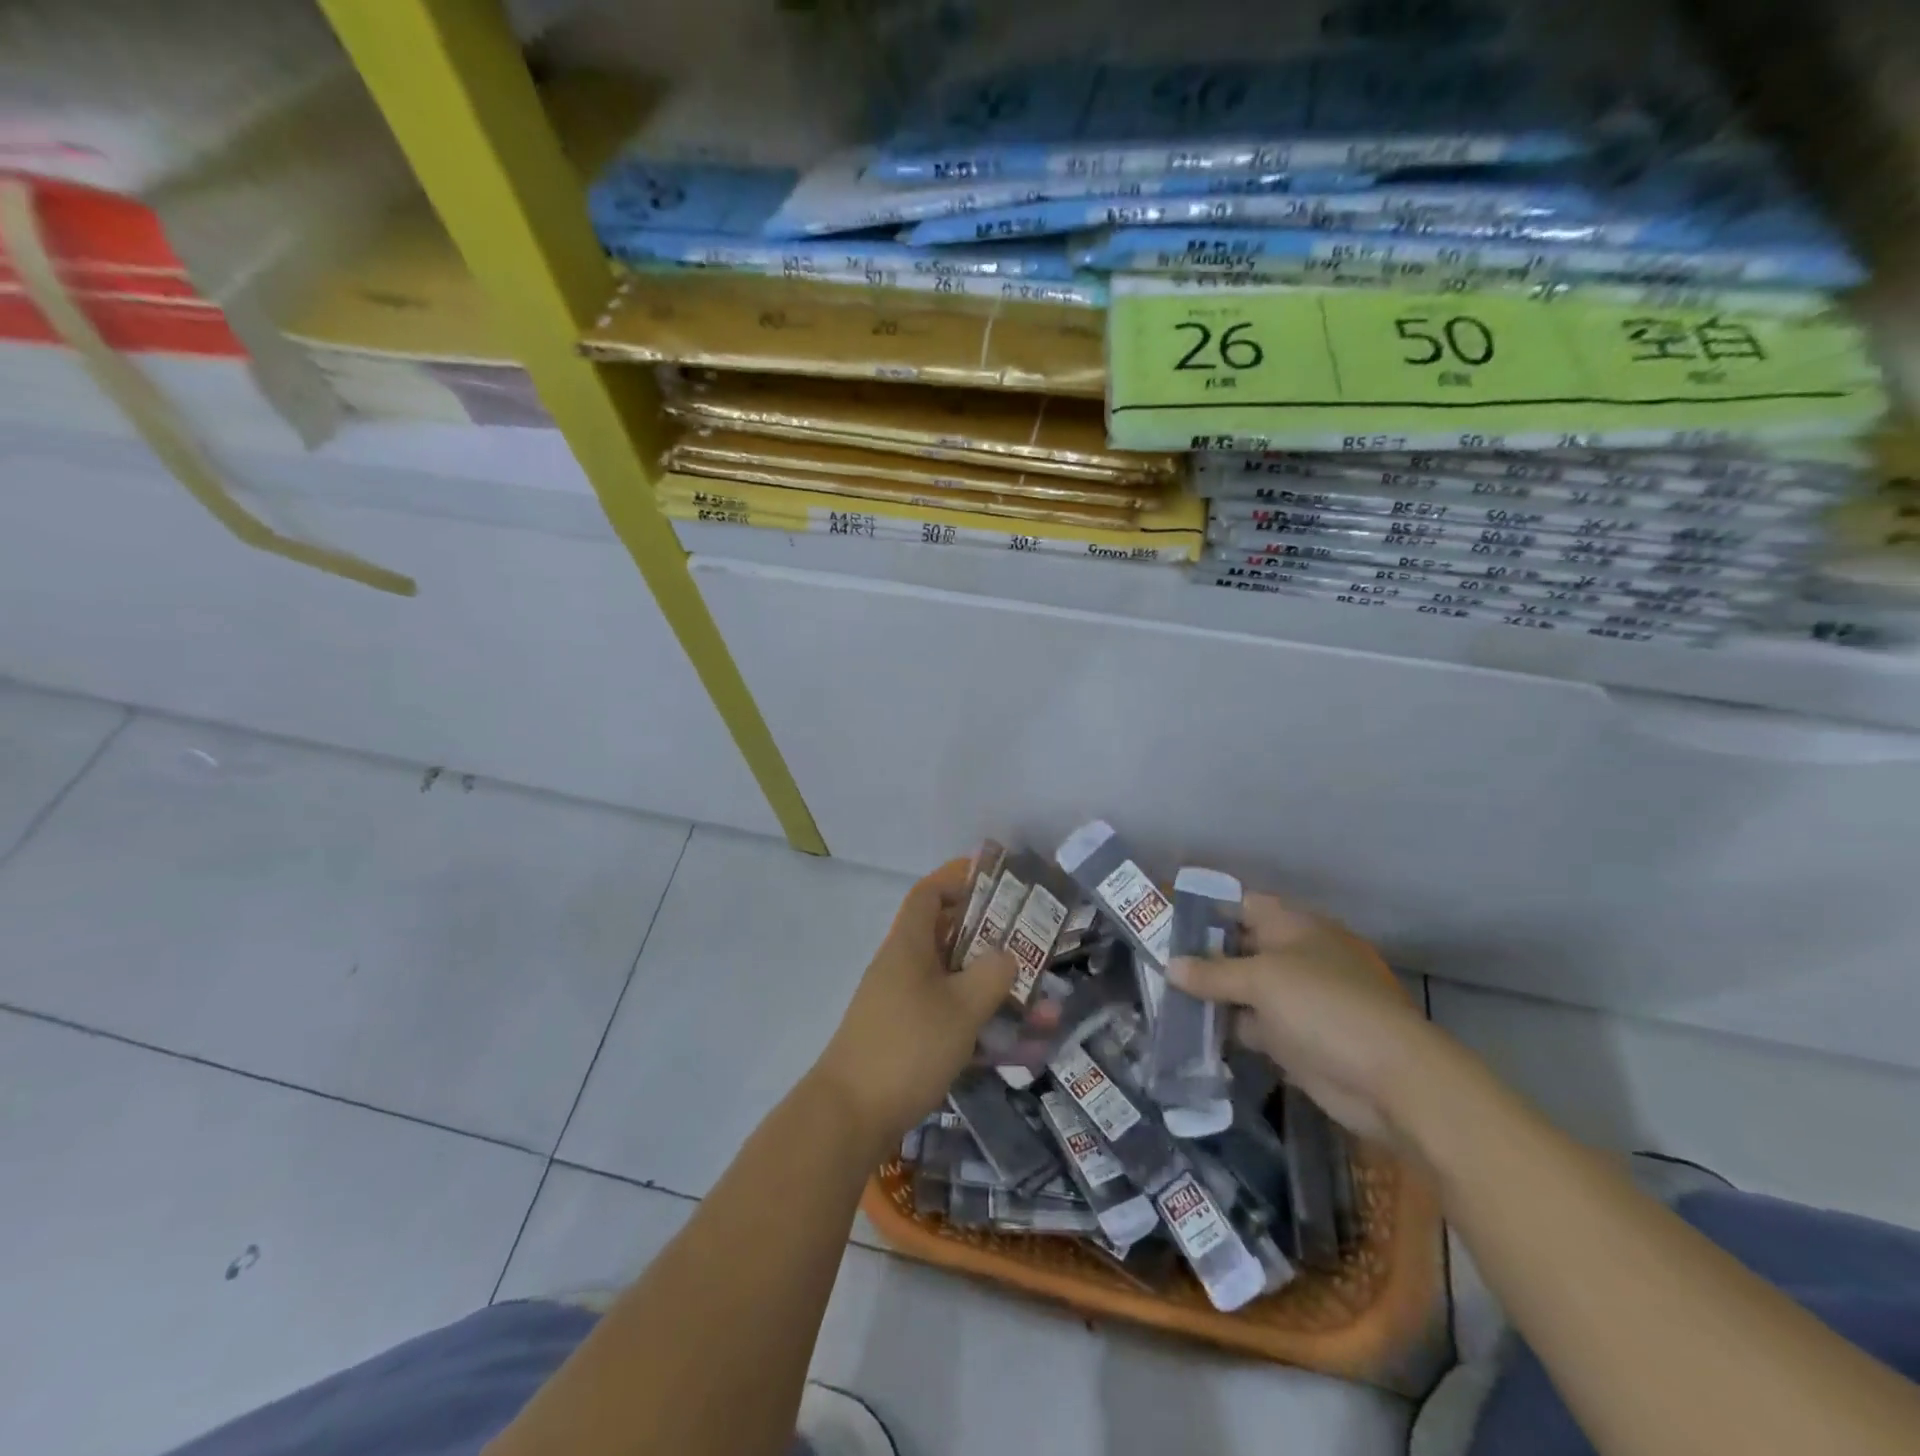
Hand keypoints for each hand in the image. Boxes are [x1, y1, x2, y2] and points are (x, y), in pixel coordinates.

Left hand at [812, 858, 1018, 1151]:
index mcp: (909, 945)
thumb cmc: (908, 1046)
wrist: (850, 1116)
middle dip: (992, 942)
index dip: (959, 881)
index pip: (929, 894)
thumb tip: (1006, 955)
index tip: (998, 886)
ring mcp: (902, 1004)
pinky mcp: (905, 1039)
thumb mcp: (961, 1007)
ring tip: (1041, 1009)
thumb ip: (992, 974)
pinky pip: (949, 1018)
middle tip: (1033, 948)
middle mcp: (903, 967)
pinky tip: (1015, 1047)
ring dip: (993, 991)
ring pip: (955, 983)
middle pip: (948, 938)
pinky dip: (980, 1024)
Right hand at [1169, 893, 1437, 1145]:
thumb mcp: (1261, 980)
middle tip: (1156, 964)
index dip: (1208, 911)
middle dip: (1202, 957)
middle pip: (1241, 948)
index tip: (1168, 924)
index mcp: (1295, 927)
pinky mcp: (1297, 1040)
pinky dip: (1227, 1028)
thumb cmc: (1324, 1007)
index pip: (1244, 906)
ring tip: (1163, 997)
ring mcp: (1298, 1000)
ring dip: (1211, 996)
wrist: (1390, 1079)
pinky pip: (1252, 1026)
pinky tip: (1191, 1031)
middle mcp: (1296, 957)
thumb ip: (1212, 973)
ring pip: (1244, 990)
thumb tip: (1171, 967)